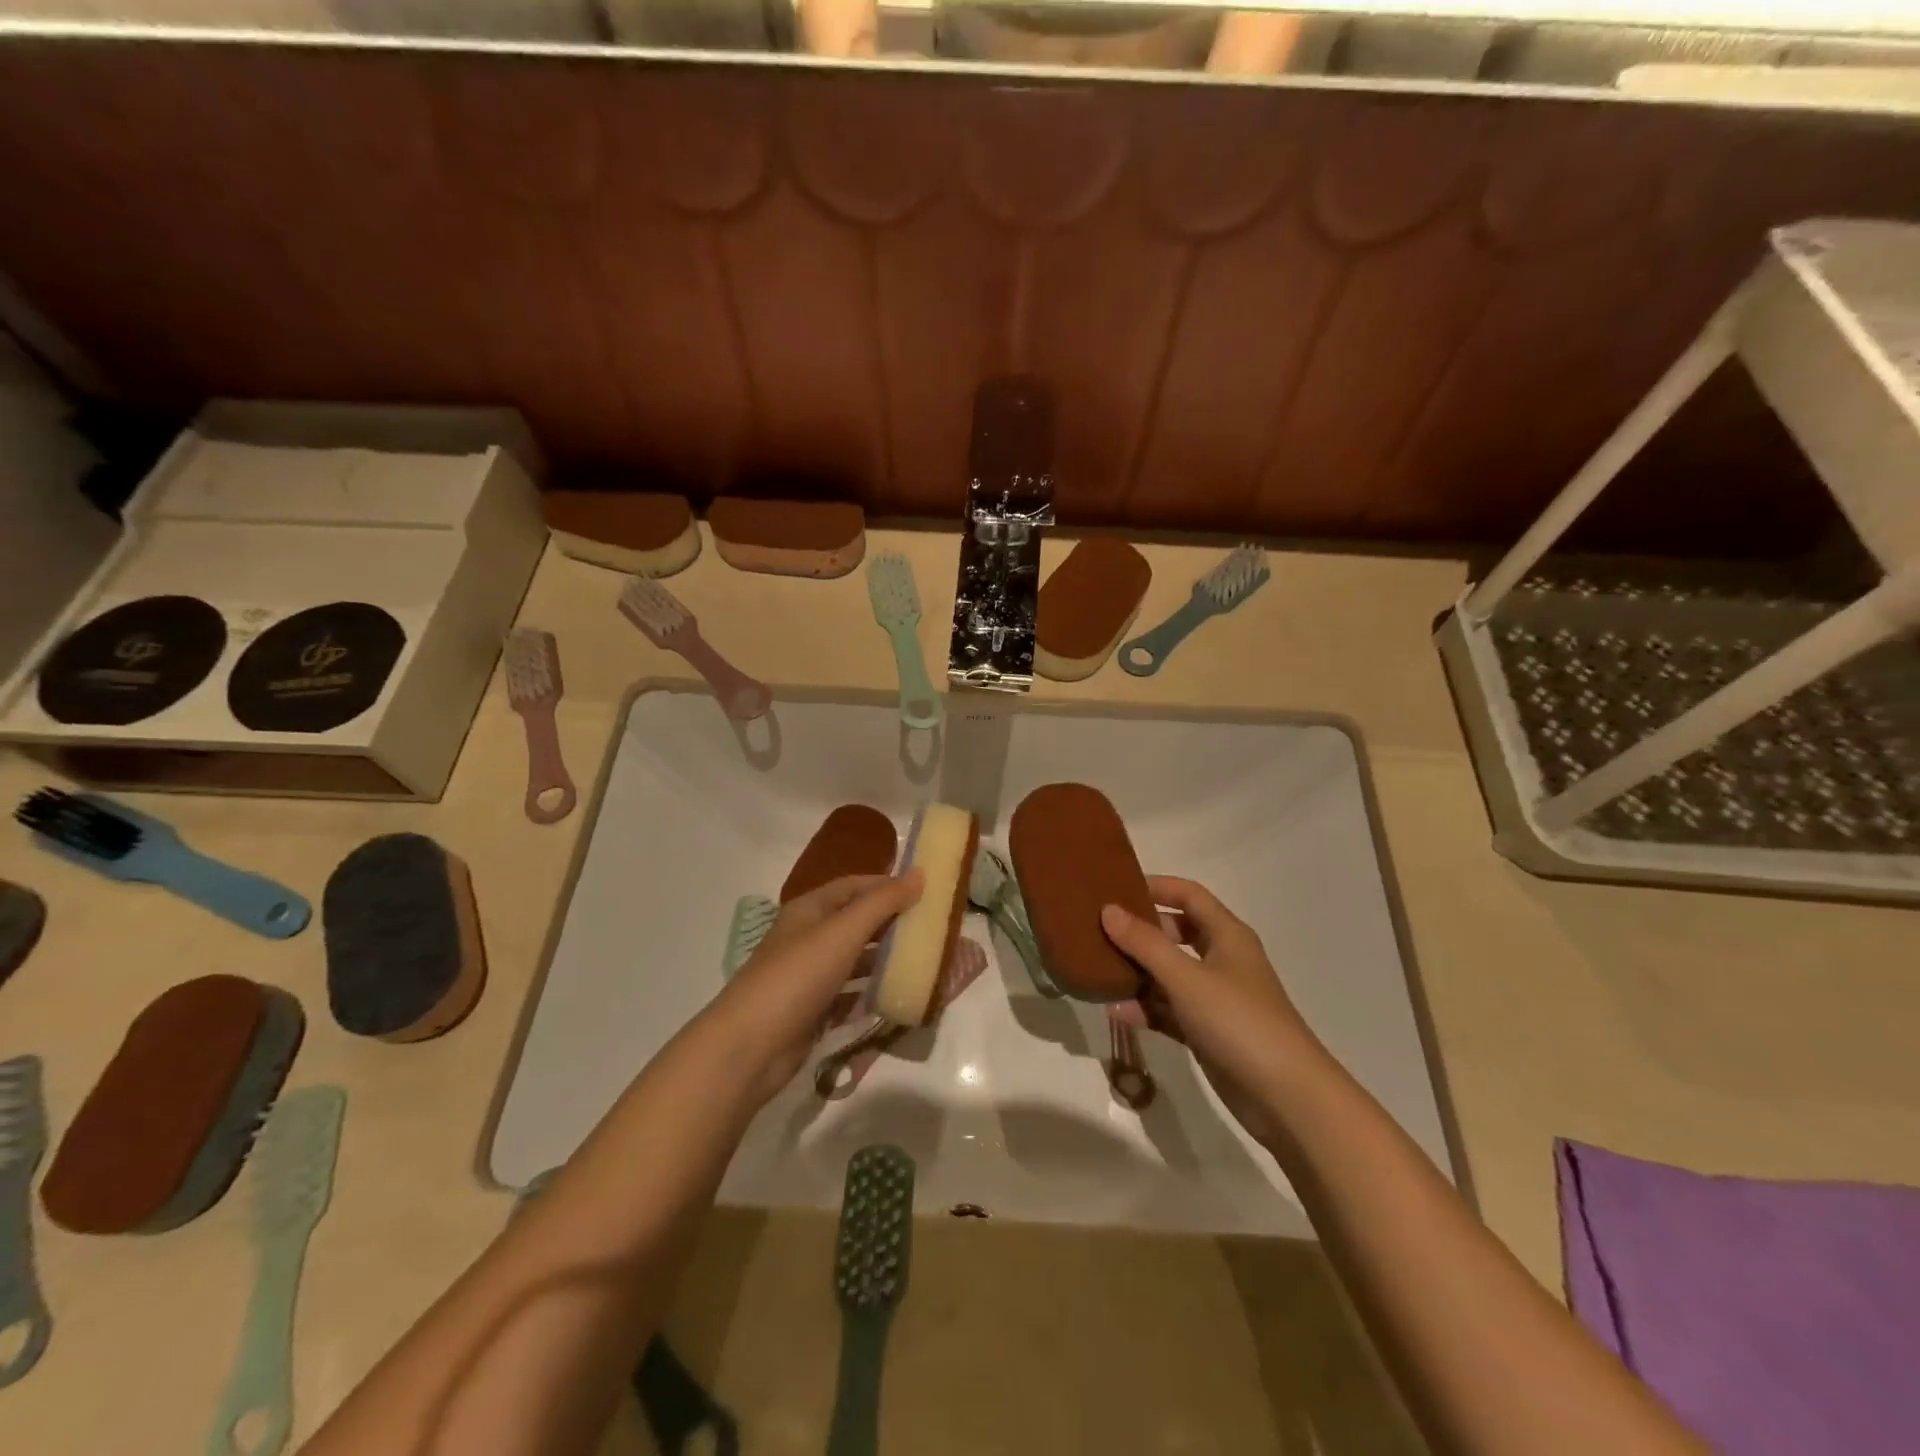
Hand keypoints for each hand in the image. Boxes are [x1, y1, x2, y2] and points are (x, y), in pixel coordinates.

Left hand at [709, 871, 921, 1102]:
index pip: (855, 885)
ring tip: (926, 961)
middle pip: (857, 921)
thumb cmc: (797, 976)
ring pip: (856, 960)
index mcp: (810, 909)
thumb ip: (883, 902)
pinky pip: (851, 996)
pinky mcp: (814, 1010)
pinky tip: (900, 996)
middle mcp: (809, 937)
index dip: (888, 885)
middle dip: (893, 923)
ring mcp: (810, 976)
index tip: (927, 891)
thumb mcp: (843, 931)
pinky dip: (873, 994)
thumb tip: (920, 874)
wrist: (749, 1047)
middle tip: (934, 928)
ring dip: (886, 959)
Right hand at [1101, 876, 1328, 1147]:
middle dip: (1140, 931)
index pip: (1189, 895)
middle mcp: (1223, 960)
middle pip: (1176, 932)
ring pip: (1170, 974)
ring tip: (1099, 970)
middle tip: (1099, 930)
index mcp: (1227, 935)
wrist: (1288, 1099)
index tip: (1116, 889)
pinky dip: (1147, 1009)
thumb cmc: (1239, 1022)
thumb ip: (1145, 943)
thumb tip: (1108, 910)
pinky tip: (1117, 1013)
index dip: (1156, 887)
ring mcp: (1216, 998)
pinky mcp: (1209, 1032)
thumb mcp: (1186, 978)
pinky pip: (1170, 1010)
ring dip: (1138, 972)